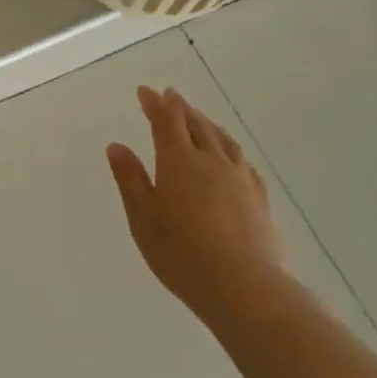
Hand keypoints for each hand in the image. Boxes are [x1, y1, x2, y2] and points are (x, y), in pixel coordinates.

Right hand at [106, 87, 291, 318]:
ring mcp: (239, 178)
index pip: (166, 121)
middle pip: (196, 124)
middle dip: (180, 107)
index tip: (145, 91)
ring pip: (222, 139)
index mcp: (178, 161)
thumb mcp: (142, 218)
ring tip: (199, 118)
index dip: (154, 103)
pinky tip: (231, 156)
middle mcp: (211, 161)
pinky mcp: (259, 198)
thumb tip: (117, 146)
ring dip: (207, 123)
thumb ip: (130, 179)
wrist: (243, 286)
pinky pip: (243, 161)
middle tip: (170, 95)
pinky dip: (230, 148)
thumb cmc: (181, 253)